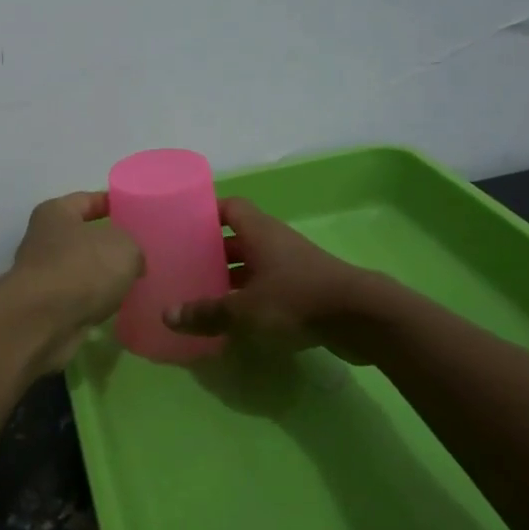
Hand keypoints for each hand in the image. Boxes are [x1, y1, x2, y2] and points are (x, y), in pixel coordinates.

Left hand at [1, 191, 144, 371]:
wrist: (44, 321)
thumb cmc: (83, 269)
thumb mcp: (124, 247)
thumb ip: (133, 247)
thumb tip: (133, 262)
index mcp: (56, 213)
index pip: (89, 200)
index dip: (114, 204)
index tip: (138, 213)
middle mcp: (44, 240)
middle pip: (84, 237)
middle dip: (111, 245)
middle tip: (143, 251)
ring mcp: (44, 275)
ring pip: (83, 269)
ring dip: (104, 276)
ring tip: (136, 281)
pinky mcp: (48, 307)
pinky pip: (80, 297)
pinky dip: (96, 300)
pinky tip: (119, 305)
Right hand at [164, 197, 378, 361]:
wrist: (361, 318)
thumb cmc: (297, 300)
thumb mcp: (244, 310)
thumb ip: (206, 313)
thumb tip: (167, 316)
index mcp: (260, 232)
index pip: (230, 207)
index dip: (206, 213)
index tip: (182, 226)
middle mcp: (276, 243)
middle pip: (238, 239)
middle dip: (212, 252)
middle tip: (184, 267)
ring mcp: (293, 267)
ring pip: (253, 267)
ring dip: (231, 279)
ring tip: (202, 297)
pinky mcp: (307, 291)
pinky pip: (269, 289)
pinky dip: (250, 300)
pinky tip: (234, 321)